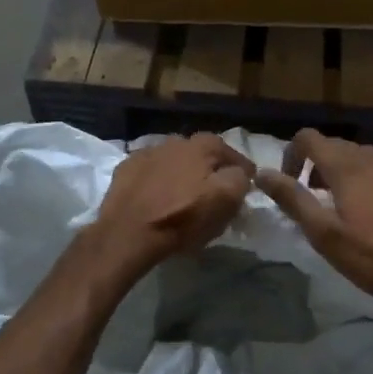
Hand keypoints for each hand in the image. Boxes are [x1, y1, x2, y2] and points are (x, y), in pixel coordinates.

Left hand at [89, 133, 254, 274]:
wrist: (129, 232)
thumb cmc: (183, 217)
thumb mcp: (225, 200)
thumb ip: (239, 179)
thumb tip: (239, 173)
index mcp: (202, 146)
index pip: (230, 151)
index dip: (241, 168)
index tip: (247, 183)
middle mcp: (175, 141)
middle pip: (200, 153)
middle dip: (210, 167)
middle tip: (214, 188)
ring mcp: (147, 153)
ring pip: (173, 160)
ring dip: (182, 172)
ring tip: (184, 192)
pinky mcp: (126, 169)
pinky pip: (150, 171)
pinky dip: (158, 179)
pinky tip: (157, 194)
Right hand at [254, 129, 372, 307]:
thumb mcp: (325, 234)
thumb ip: (293, 199)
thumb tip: (262, 173)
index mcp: (345, 166)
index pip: (308, 138)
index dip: (291, 155)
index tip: (290, 185)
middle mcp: (371, 156)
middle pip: (334, 146)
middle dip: (316, 167)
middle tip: (314, 201)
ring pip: (360, 156)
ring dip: (343, 172)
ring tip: (345, 207)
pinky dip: (370, 178)